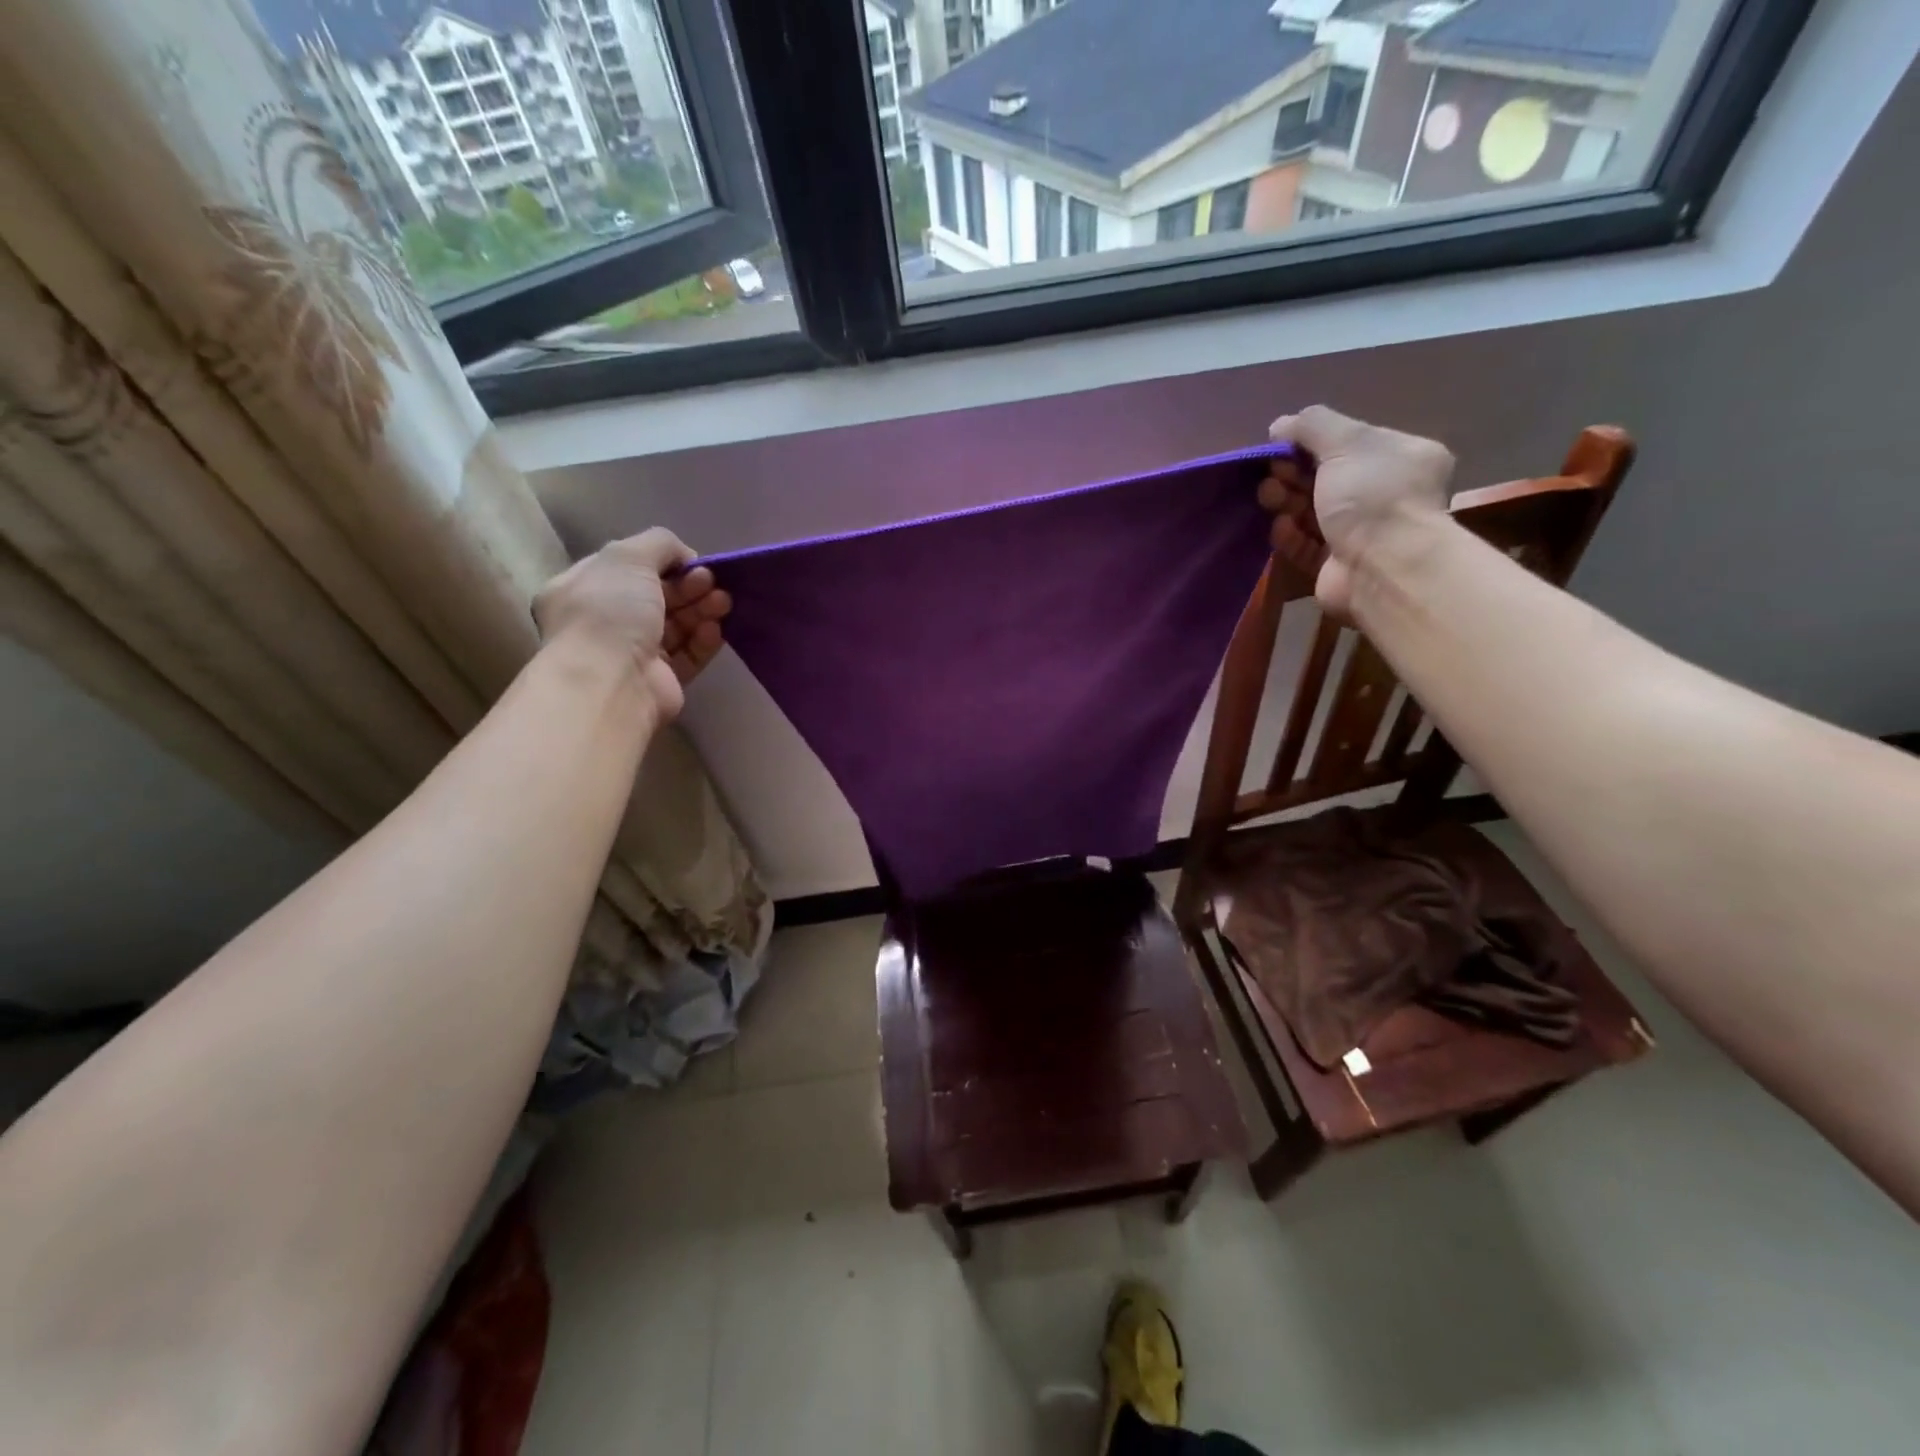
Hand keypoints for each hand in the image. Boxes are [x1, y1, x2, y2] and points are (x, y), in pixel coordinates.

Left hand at [532, 528, 730, 719]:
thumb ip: (659, 543)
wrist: (611, 682)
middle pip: (657, 596)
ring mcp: (632, 653)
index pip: (627, 568)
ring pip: (676, 625)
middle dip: (689, 586)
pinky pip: (687, 655)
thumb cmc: (609, 612)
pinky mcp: (660, 681)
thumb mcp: (629, 557)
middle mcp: (605, 621)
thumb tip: (685, 558)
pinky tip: (715, 630)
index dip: (663, 561)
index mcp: (583, 589)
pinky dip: (703, 640)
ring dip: (702, 609)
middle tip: (711, 581)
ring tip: (723, 602)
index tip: (692, 561)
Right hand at [1260, 405, 1454, 618]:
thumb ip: (1312, 425)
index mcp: (1401, 458)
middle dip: (1294, 474)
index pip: (1351, 443)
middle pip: (1328, 478)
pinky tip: (1279, 528)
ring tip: (1268, 499)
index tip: (1282, 446)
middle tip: (1271, 476)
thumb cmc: (1372, 496)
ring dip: (1287, 503)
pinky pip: (1307, 546)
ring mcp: (1363, 534)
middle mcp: (1386, 495)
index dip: (1312, 442)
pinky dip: (1290, 536)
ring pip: (1314, 512)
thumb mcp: (1346, 442)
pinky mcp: (1338, 566)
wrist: (1382, 569)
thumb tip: (1280, 424)